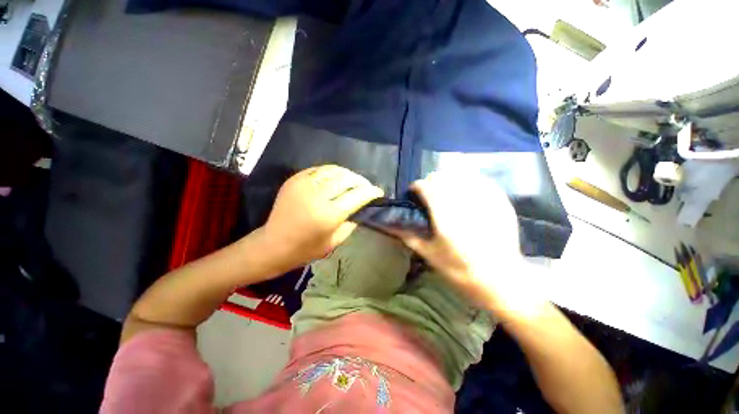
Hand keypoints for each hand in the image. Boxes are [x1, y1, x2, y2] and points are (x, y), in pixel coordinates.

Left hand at [260, 165, 383, 268]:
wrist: (273, 244)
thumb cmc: (305, 249)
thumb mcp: (335, 242)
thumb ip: (351, 223)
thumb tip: (361, 207)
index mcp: (329, 215)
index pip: (357, 196)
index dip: (371, 192)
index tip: (378, 191)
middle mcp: (317, 196)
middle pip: (347, 179)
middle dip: (361, 181)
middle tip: (366, 186)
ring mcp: (304, 185)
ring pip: (333, 170)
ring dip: (347, 174)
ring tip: (352, 181)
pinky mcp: (294, 180)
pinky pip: (318, 169)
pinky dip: (331, 172)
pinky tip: (335, 179)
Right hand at [397, 172, 535, 312]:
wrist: (501, 280)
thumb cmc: (461, 271)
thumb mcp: (430, 256)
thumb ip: (409, 236)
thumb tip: (390, 225)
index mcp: (445, 217)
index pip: (426, 187)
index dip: (417, 186)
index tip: (414, 193)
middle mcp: (464, 203)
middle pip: (442, 176)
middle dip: (431, 182)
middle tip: (429, 194)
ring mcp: (484, 200)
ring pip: (460, 174)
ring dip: (448, 179)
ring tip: (446, 191)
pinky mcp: (500, 201)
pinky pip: (480, 179)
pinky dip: (468, 180)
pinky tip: (465, 191)